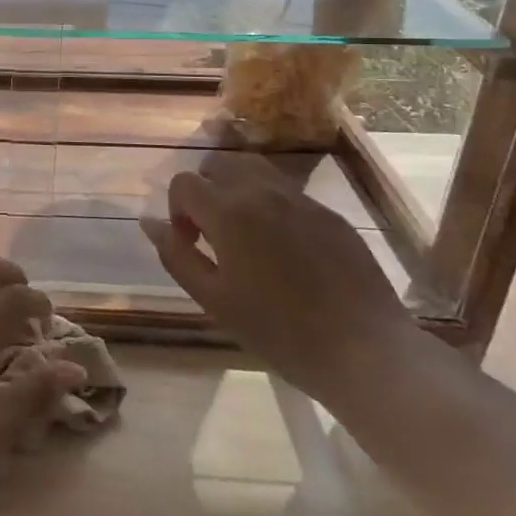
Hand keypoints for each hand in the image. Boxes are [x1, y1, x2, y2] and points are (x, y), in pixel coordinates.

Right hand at [140, 154, 420, 401]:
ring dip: (237, 189)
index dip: (177, 210)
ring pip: (254, 169)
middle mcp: (262, 191)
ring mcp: (301, 199)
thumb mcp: (214, 300)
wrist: (366, 351)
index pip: (184, 182)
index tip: (191, 243)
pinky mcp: (330, 214)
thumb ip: (176, 255)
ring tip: (245, 232)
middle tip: (214, 235)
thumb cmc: (279, 332)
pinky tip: (285, 249)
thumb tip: (149, 222)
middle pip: (218, 164)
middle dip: (205, 191)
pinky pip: (288, 192)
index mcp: (229, 211)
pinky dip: (271, 205)